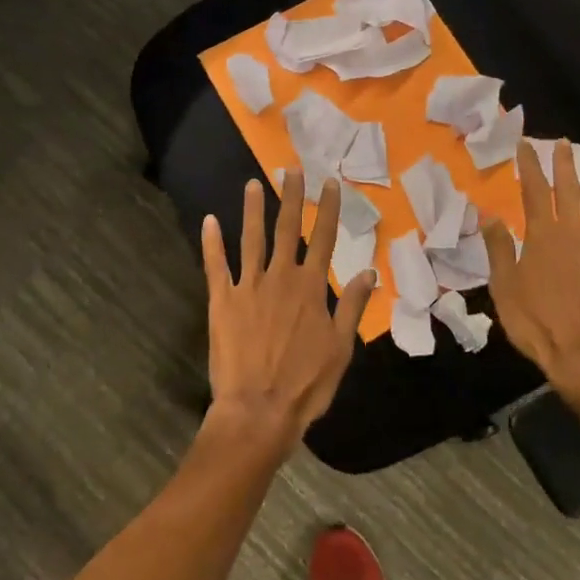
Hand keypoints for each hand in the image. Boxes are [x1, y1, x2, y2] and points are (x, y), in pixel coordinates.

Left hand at [202, 174, 375, 449]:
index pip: (322, 239)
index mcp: (311, 288)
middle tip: (291, 169)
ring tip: (253, 184)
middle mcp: (280, 278)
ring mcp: (248, 287)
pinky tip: (209, 221)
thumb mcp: (341, 348)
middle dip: (291, 198)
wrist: (258, 410)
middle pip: (286, 229)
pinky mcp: (222, 301)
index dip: (327, 209)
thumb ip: (353, 306)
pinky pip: (216, 265)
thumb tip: (369, 271)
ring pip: (251, 239)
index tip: (329, 183)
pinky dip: (212, 242)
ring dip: (253, 210)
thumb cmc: (305, 384)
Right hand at [484, 139, 579, 410]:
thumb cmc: (536, 320)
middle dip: (565, 165)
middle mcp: (576, 236)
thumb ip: (499, 247)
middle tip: (563, 144)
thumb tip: (489, 215)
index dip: (531, 165)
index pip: (537, 190)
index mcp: (546, 235)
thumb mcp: (504, 285)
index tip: (526, 144)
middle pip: (572, 191)